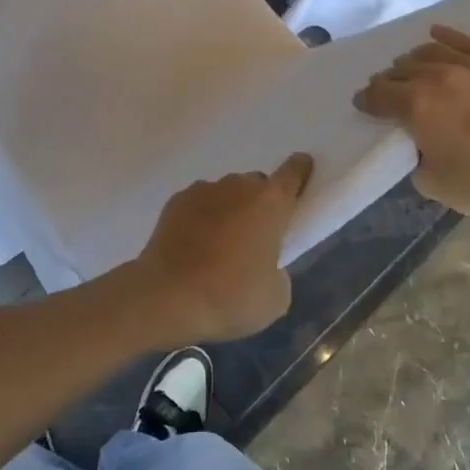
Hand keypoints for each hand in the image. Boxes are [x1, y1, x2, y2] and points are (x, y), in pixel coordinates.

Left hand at [129, 154, 313, 342]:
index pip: (293, 172)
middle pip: (257, 185)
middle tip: (255, 238)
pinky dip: (201, 219)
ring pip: (226, 194)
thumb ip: (279, 272)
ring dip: (230, 211)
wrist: (166, 296)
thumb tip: (266, 266)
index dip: (300, 171)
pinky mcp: (175, 201)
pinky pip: (199, 204)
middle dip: (260, 204)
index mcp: (271, 203)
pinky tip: (194, 246)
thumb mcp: (275, 298)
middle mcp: (239, 186)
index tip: (302, 173)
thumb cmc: (230, 296)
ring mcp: (204, 190)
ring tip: (220, 247)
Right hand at [355, 25, 469, 222]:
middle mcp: (437, 76)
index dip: (366, 100)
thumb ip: (415, 155)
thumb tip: (420, 141)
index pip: (379, 94)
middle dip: (388, 81)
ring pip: (429, 52)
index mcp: (415, 105)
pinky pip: (465, 42)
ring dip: (412, 61)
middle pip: (401, 70)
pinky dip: (446, 36)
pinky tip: (435, 34)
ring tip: (410, 69)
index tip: (363, 105)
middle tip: (387, 92)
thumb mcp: (431, 182)